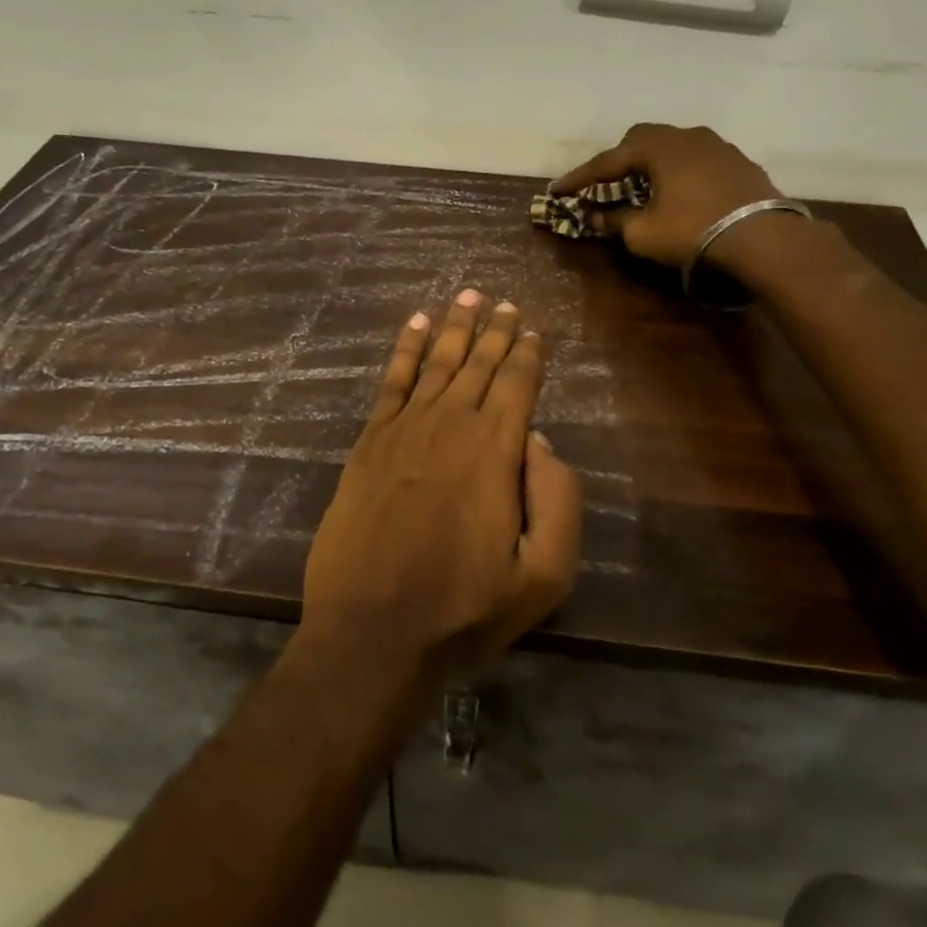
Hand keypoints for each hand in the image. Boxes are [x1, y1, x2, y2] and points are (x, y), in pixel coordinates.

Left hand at [301, 290, 582, 686]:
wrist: (373, 632)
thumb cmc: (465, 609)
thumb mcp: (545, 573)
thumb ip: (557, 499)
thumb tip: (538, 441)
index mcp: (497, 449)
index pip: (518, 383)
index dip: (528, 352)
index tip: (533, 328)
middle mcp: (452, 423)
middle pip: (478, 362)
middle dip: (495, 328)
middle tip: (504, 301)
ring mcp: (405, 429)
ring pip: (437, 361)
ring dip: (455, 326)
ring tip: (468, 294)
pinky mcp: (369, 442)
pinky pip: (392, 381)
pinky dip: (406, 349)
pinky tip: (416, 324)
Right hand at [553, 123, 782, 268]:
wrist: (764, 239)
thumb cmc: (693, 231)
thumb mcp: (643, 233)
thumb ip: (615, 221)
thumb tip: (596, 216)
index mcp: (658, 147)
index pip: (607, 160)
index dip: (579, 178)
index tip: (558, 190)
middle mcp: (687, 136)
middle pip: (641, 139)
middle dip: (618, 161)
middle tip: (604, 184)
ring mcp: (718, 146)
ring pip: (673, 146)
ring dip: (652, 164)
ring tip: (643, 187)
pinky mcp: (739, 162)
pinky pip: (697, 160)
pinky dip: (679, 172)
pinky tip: (680, 192)